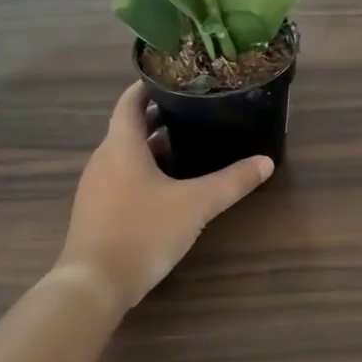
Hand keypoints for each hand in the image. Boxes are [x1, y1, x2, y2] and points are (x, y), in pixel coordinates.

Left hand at [58, 84, 273, 309]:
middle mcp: (103, 160)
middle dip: (158, 118)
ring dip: (152, 147)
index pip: (129, 102)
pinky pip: (121, 179)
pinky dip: (143, 172)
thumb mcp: (196, 205)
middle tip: (193, 111)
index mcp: (121, 146)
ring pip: (125, 155)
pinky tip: (168, 187)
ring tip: (187, 145)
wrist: (94, 284)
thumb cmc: (143, 231)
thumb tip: (267, 162)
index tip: (173, 77)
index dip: (148, 86)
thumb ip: (232, 182)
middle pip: (128, 128)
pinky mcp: (97, 212)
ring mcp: (96, 188)